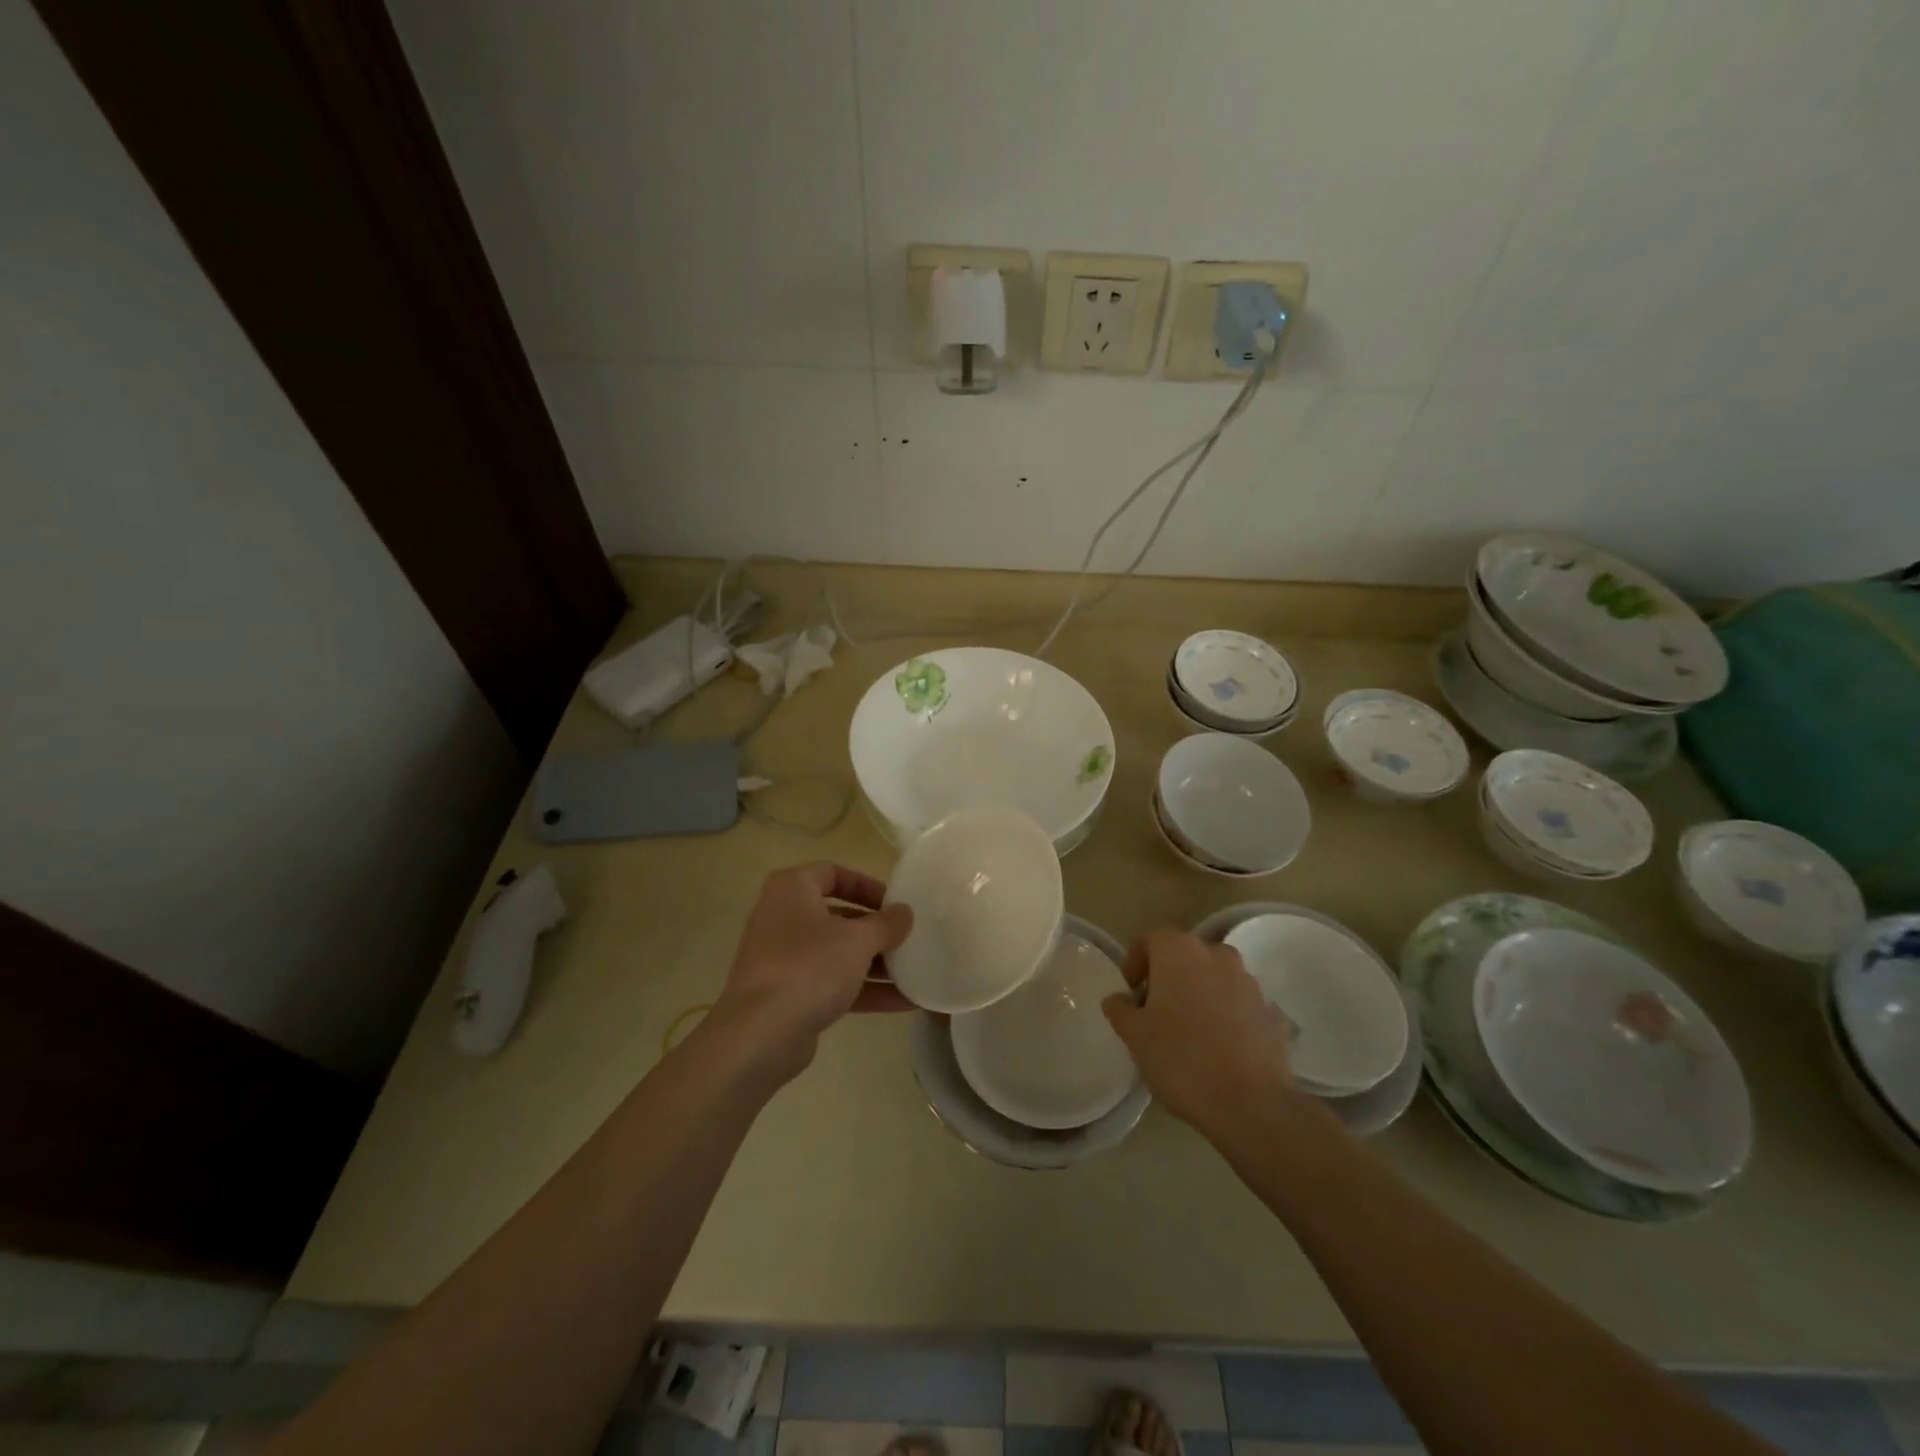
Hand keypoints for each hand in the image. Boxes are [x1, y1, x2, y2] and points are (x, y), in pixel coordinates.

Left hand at [711, 863, 913, 1077]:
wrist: (760, 1034)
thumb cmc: (809, 967)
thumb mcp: (858, 940)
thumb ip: (886, 924)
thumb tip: (904, 912)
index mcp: (792, 890)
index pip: (833, 873)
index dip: (867, 885)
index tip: (895, 903)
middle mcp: (783, 918)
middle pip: (837, 915)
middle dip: (875, 929)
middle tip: (907, 938)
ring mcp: (784, 959)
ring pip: (836, 953)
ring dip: (874, 963)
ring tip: (914, 971)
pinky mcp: (789, 995)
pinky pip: (832, 983)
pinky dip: (864, 989)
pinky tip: (903, 1002)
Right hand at [1102, 927, 1300, 1134]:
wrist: (1251, 1103)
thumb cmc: (1181, 1058)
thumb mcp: (1134, 1036)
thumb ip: (1120, 1009)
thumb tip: (1119, 999)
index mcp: (1180, 952)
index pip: (1151, 939)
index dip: (1136, 962)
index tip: (1131, 992)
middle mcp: (1217, 955)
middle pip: (1185, 956)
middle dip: (1169, 977)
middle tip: (1156, 1012)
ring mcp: (1249, 982)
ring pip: (1215, 978)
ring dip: (1200, 994)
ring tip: (1189, 1032)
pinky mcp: (1271, 1012)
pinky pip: (1239, 1004)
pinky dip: (1226, 1015)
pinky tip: (1219, 1048)